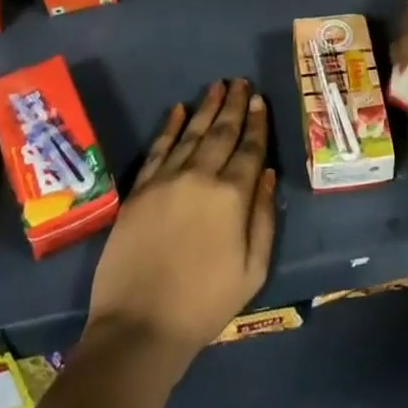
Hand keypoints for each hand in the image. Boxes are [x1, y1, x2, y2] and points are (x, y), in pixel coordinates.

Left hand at [85, 78, 276, 371]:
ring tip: (217, 86)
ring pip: (190, 133)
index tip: (259, 99)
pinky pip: (158, 149)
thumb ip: (263, 217)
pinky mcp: (139, 191)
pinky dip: (169, 127)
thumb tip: (268, 174)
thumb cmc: (204, 304)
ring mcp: (165, 180)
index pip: (250, 148)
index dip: (256, 122)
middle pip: (221, 132)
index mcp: (232, 196)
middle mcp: (200, 177)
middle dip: (233, 105)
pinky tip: (177, 110)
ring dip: (205, 107)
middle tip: (241, 81)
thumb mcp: (252, 269)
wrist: (139, 327)